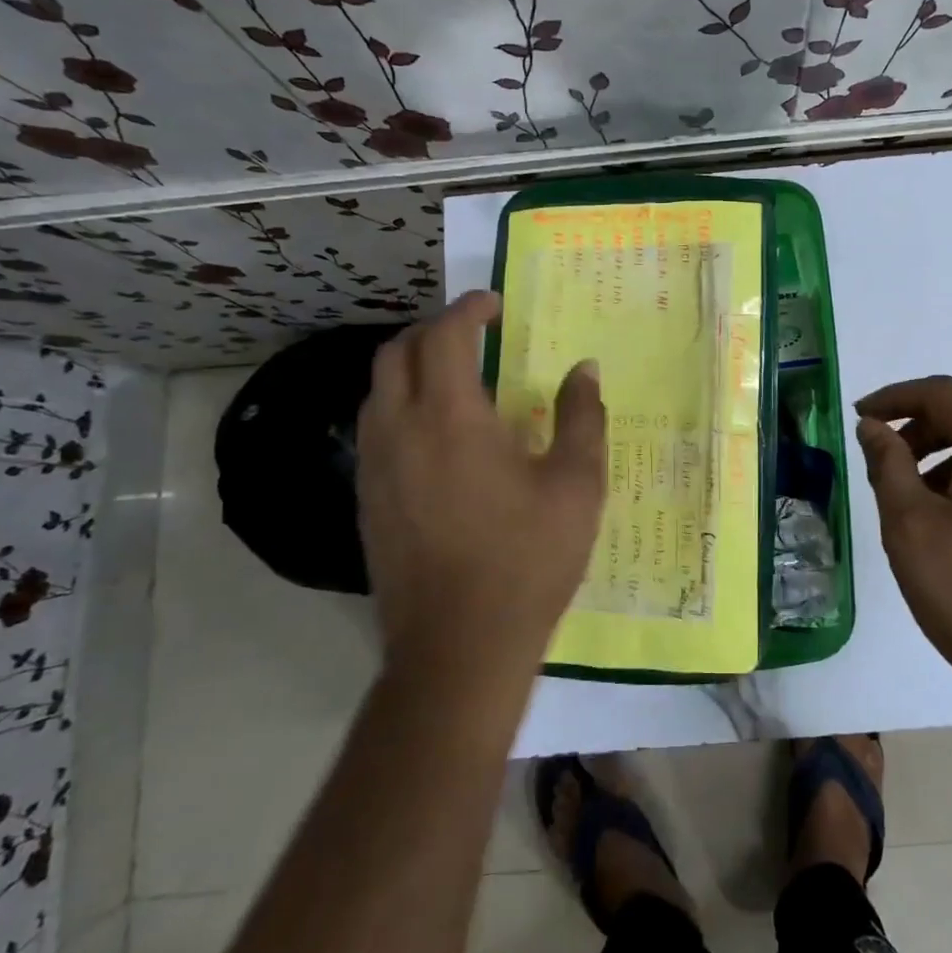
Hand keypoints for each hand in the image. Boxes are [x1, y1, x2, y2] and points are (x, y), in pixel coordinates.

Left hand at [355, 290, 606, 674]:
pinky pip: (374, 429)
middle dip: (432, 330)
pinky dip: (401, 407)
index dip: (468, 309)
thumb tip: (584, 370)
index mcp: (452, 418)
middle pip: (395, 353)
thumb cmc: (527, 559)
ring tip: (455, 380)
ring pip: (377, 391)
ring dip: (411, 368)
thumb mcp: (576, 485)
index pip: (444, 336)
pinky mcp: (367, 500)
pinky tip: (437, 437)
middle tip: (473, 335)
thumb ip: (581, 417)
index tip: (494, 305)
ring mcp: (374, 467)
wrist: (460, 647)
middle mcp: (400, 430)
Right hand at [855, 376, 951, 706]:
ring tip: (909, 503)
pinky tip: (946, 528)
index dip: (895, 397)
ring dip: (940, 460)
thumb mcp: (911, 524)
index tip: (859, 417)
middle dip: (917, 431)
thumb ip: (888, 464)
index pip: (944, 393)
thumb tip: (873, 427)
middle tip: (881, 463)